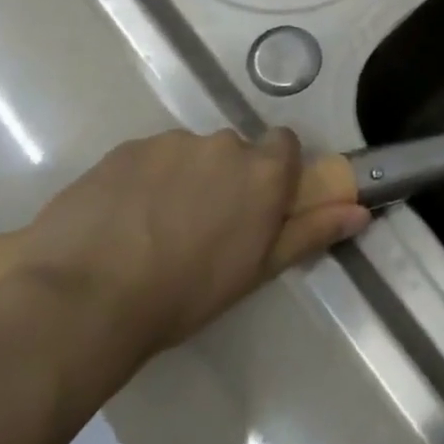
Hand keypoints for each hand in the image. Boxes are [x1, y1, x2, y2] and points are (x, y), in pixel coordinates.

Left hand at [0, 129, 368, 378]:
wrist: (84, 300)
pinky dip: (142, 180)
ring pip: (187, 154)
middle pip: (234, 151)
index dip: (274, 170)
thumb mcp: (257, 269)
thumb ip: (311, 231)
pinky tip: (120, 221)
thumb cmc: (185, 293)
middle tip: (202, 226)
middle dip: (225, 178)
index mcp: (261, 171)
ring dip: (182, 178)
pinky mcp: (123, 150)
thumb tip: (360, 210)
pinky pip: (146, 158)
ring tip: (152, 228)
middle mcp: (221, 145)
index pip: (284, 144)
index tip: (258, 203)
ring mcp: (168, 143)